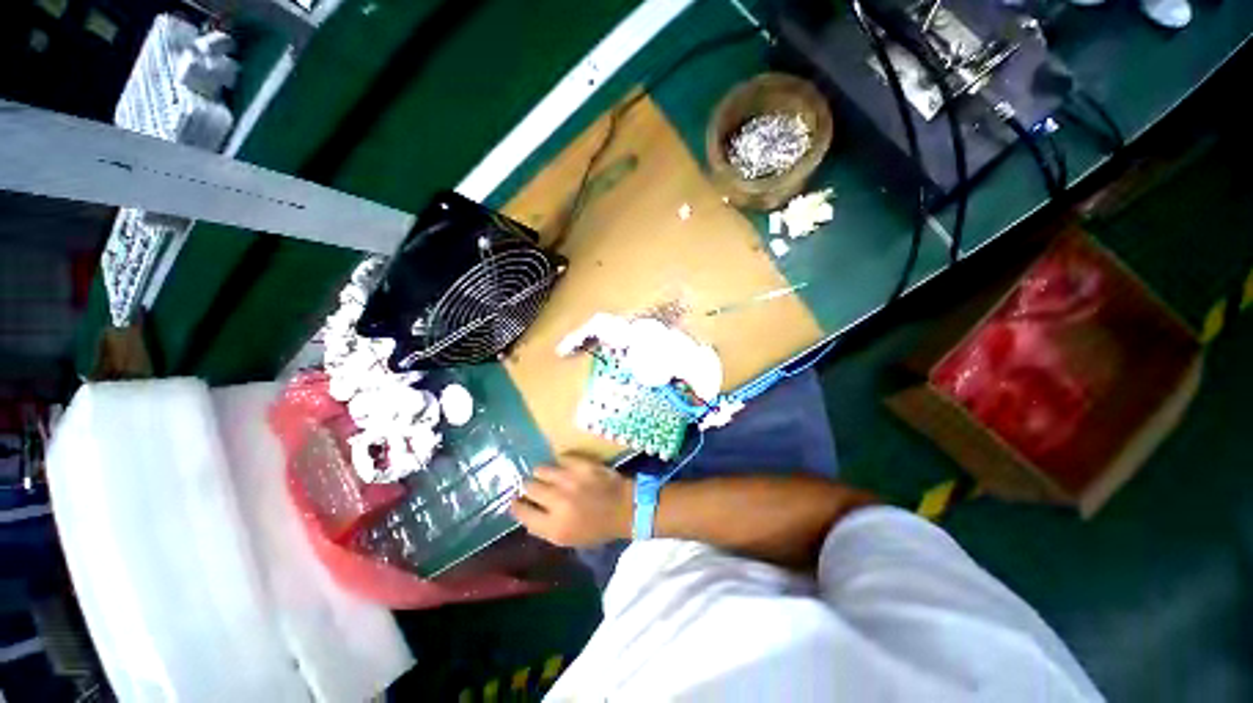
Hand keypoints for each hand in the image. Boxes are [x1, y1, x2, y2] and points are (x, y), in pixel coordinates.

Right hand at [509, 455, 633, 546]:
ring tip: (548, 475)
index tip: (516, 500)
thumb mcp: (567, 539)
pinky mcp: (582, 464)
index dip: (516, 505)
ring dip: (542, 473)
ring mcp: (570, 480)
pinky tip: (564, 466)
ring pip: (541, 469)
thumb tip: (526, 514)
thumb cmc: (597, 528)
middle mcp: (557, 501)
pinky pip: (561, 457)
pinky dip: (561, 462)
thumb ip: (544, 528)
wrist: (625, 508)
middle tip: (534, 486)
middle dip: (529, 487)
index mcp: (553, 526)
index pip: (522, 512)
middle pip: (529, 487)